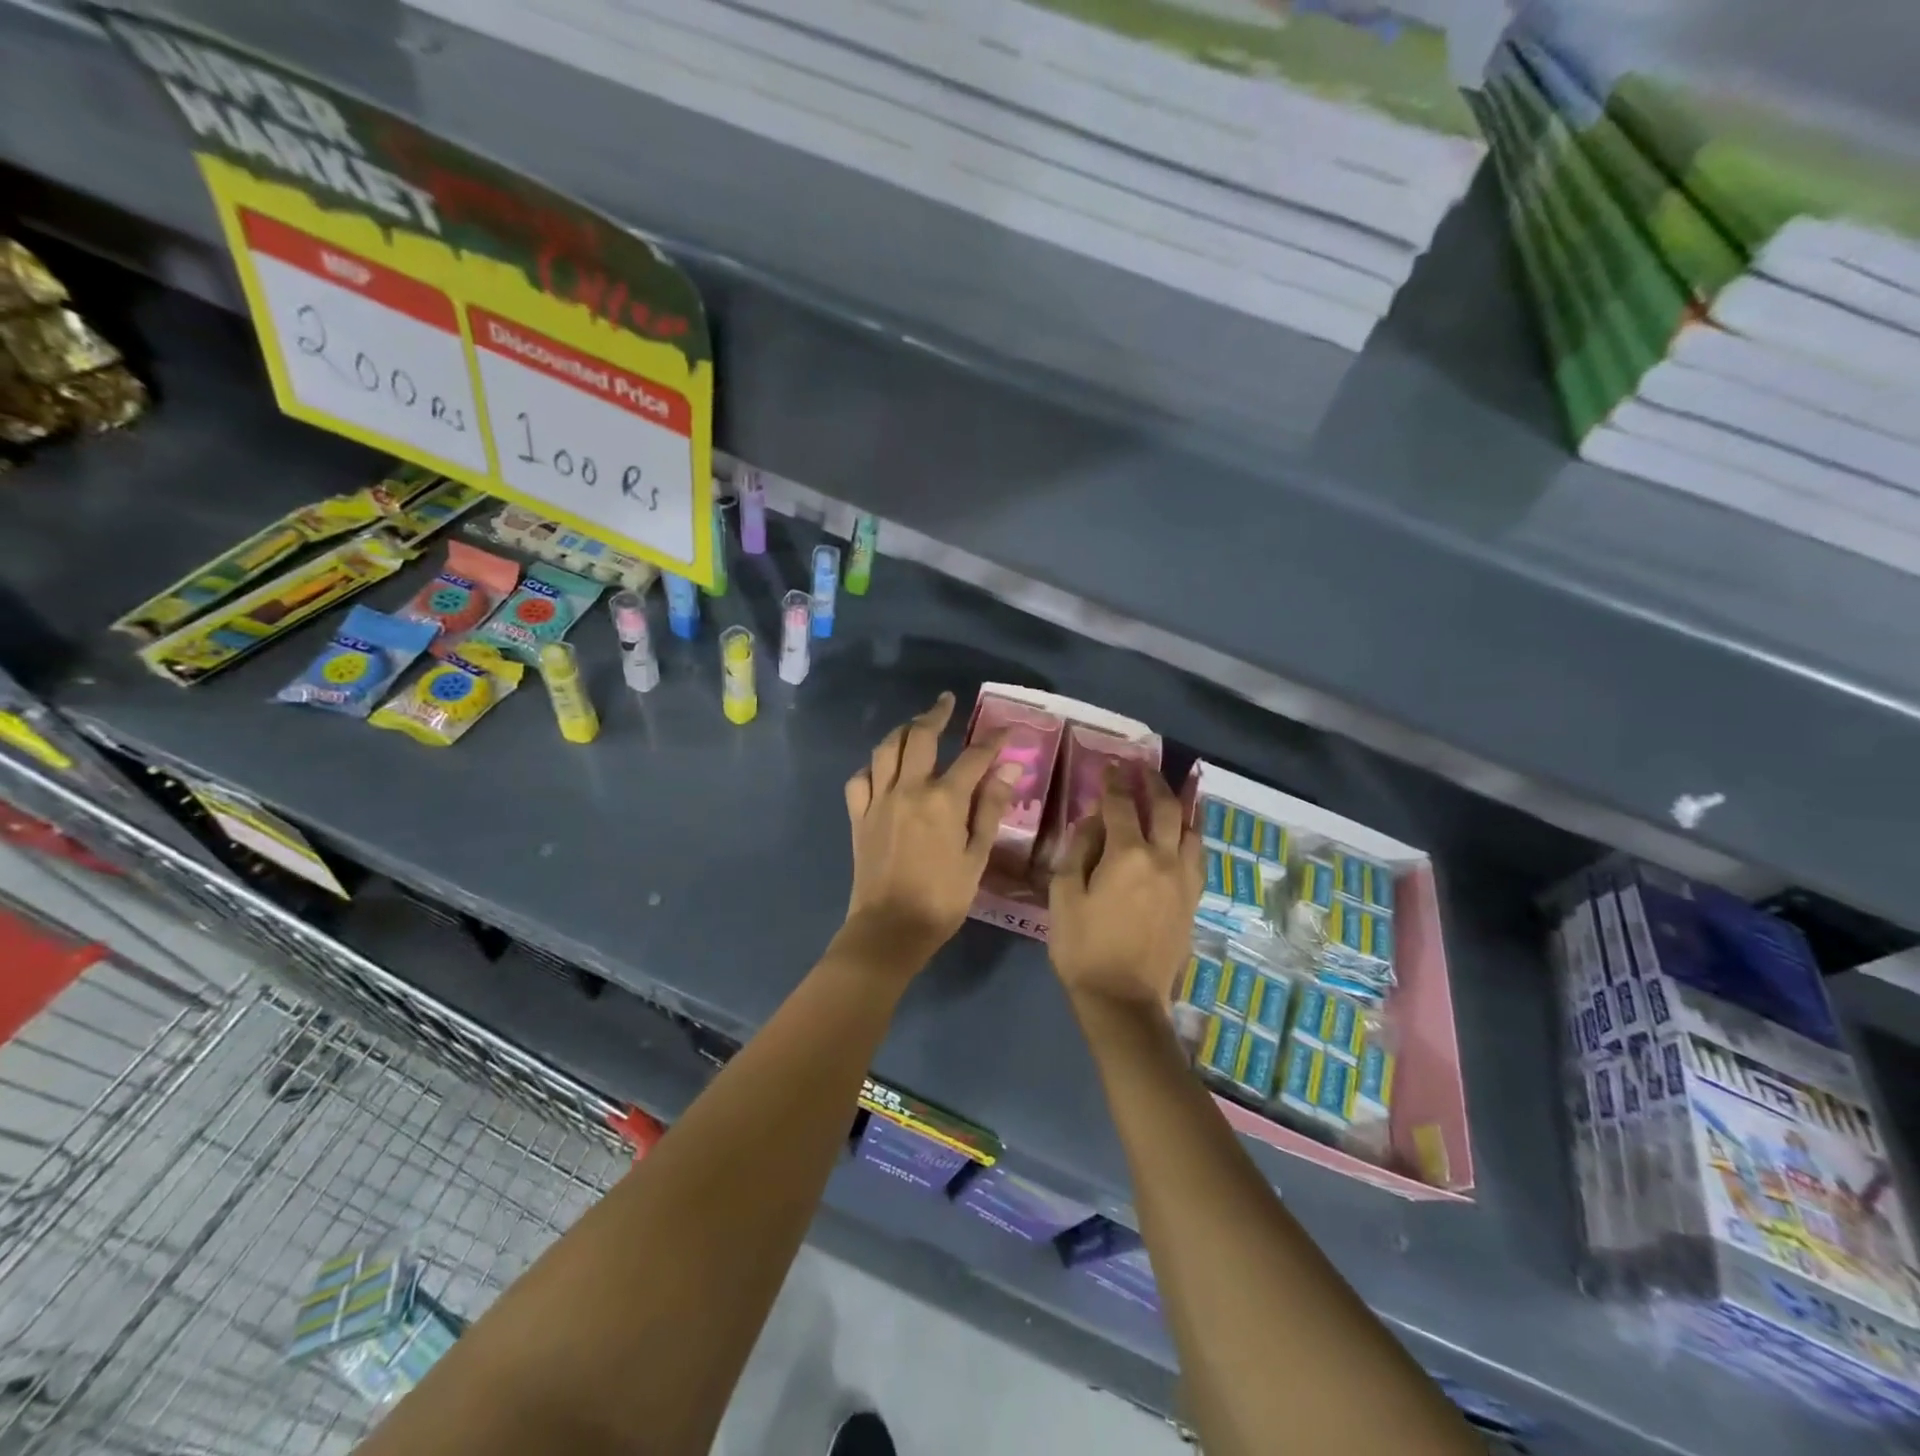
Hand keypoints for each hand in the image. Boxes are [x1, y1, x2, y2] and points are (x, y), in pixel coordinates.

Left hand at [841, 693, 1022, 968]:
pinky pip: (860, 779)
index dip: (993, 741)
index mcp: (943, 800)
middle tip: (947, 703)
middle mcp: (908, 789)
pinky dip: (873, 767)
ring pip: (886, 750)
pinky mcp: (859, 816)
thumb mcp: (976, 856)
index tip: (1007, 731)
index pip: (973, 757)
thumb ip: (989, 809)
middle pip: (920, 737)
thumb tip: (1007, 770)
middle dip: (936, 714)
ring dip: (902, 731)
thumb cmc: (943, 898)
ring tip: (915, 726)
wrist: (890, 928)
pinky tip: (882, 770)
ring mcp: (879, 800)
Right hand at [1048, 764, 1202, 1010]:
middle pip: (1165, 809)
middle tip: (1143, 769)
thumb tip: (1093, 822)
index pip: (1121, 805)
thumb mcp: (1064, 895)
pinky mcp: (1192, 901)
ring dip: (1182, 806)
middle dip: (1153, 783)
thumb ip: (1078, 851)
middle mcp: (1163, 859)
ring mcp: (1183, 880)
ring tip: (1175, 792)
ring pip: (1191, 830)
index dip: (1114, 782)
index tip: (1111, 766)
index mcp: (1127, 855)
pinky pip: (1198, 857)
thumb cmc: (1083, 947)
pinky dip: (1193, 837)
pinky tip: (1187, 835)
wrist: (1124, 999)